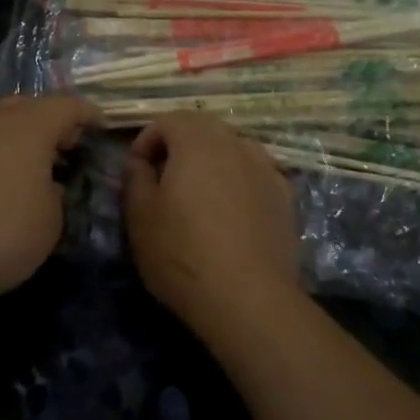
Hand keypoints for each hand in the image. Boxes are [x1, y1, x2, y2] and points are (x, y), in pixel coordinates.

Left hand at [0, 95, 96, 307]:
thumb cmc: (1, 233)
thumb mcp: (51, 221)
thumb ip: (55, 193)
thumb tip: (44, 184)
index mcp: (30, 124)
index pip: (68, 106)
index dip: (88, 115)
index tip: (101, 127)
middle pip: (30, 106)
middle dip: (50, 122)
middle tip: (65, 148)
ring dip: (18, 136)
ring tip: (30, 166)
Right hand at [121, 113, 301, 334]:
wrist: (249, 299)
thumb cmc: (184, 254)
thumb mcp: (140, 217)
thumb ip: (135, 178)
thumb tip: (139, 162)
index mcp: (198, 141)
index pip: (167, 120)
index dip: (146, 140)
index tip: (136, 170)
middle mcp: (235, 143)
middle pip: (203, 128)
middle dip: (179, 145)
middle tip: (163, 180)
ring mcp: (265, 168)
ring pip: (232, 148)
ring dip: (211, 161)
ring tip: (199, 195)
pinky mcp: (284, 196)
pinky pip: (254, 173)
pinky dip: (238, 181)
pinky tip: (230, 213)